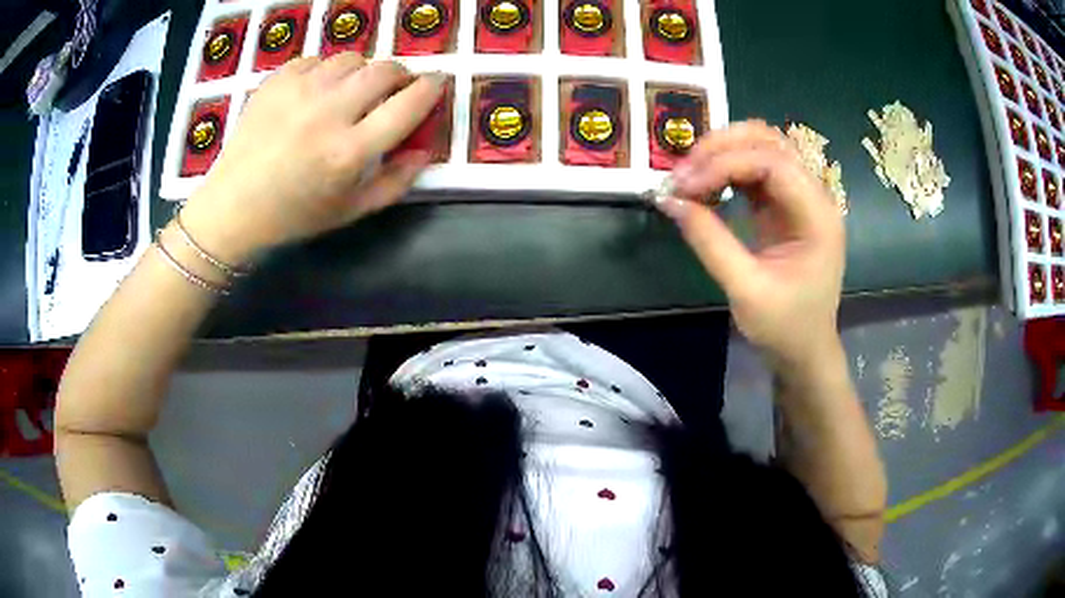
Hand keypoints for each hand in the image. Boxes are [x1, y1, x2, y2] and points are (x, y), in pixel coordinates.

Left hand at [179, 53, 445, 263]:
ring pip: (352, 59)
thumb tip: (424, 150)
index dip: (431, 88)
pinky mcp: (276, 82)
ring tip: (352, 90)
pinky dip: (326, 71)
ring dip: (363, 71)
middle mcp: (328, 113)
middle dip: (400, 75)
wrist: (232, 207)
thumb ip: (396, 183)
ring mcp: (299, 92)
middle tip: (395, 88)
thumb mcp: (351, 211)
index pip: (408, 104)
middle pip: (384, 70)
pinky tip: (317, 92)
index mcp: (350, 152)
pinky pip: (317, 60)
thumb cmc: (293, 215)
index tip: (436, 83)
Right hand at [656, 121, 845, 368]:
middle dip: (722, 148)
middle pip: (769, 142)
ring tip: (690, 174)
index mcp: (817, 216)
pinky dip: (727, 169)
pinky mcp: (785, 206)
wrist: (805, 351)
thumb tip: (669, 200)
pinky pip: (755, 170)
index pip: (772, 162)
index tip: (684, 185)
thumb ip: (709, 240)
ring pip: (762, 147)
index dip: (724, 163)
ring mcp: (800, 198)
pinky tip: (705, 185)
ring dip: (723, 152)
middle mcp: (814, 196)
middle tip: (683, 173)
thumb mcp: (745, 289)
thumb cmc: (784, 328)